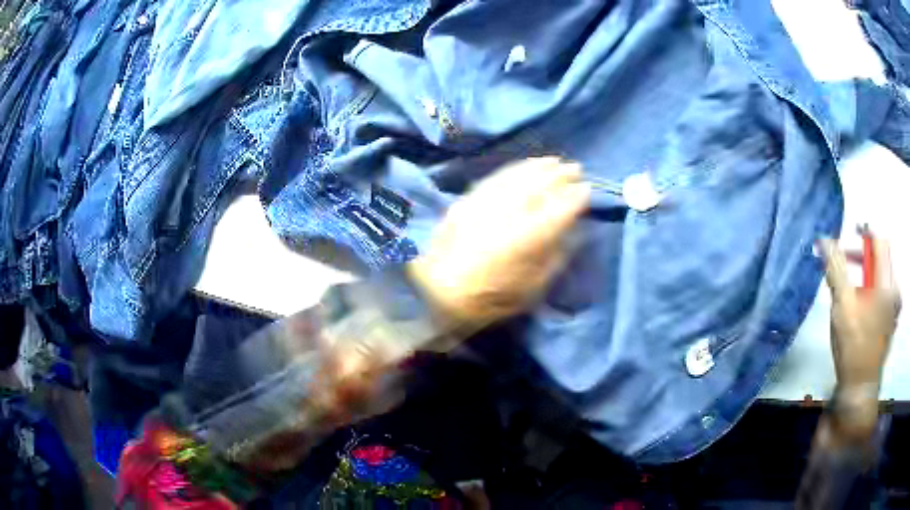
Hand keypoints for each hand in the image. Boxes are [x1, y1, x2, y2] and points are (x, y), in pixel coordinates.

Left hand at [409, 157, 589, 330]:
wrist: (438, 291)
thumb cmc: (491, 298)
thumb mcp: (533, 288)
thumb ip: (554, 257)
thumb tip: (568, 232)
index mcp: (528, 239)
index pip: (561, 209)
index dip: (576, 197)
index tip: (587, 190)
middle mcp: (509, 213)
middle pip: (540, 185)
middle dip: (561, 175)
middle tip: (575, 169)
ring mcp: (487, 202)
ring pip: (518, 176)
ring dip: (539, 167)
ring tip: (554, 162)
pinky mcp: (469, 199)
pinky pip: (497, 177)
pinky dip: (514, 169)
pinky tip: (524, 167)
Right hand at [819, 236, 900, 390]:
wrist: (859, 389)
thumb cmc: (853, 346)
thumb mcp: (842, 305)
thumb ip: (836, 268)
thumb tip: (824, 241)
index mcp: (887, 283)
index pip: (878, 241)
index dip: (863, 234)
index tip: (846, 239)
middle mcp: (893, 291)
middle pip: (880, 259)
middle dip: (860, 259)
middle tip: (844, 267)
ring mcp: (893, 309)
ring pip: (880, 279)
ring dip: (865, 277)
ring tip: (849, 293)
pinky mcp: (889, 323)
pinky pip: (882, 296)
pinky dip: (870, 293)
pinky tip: (859, 310)